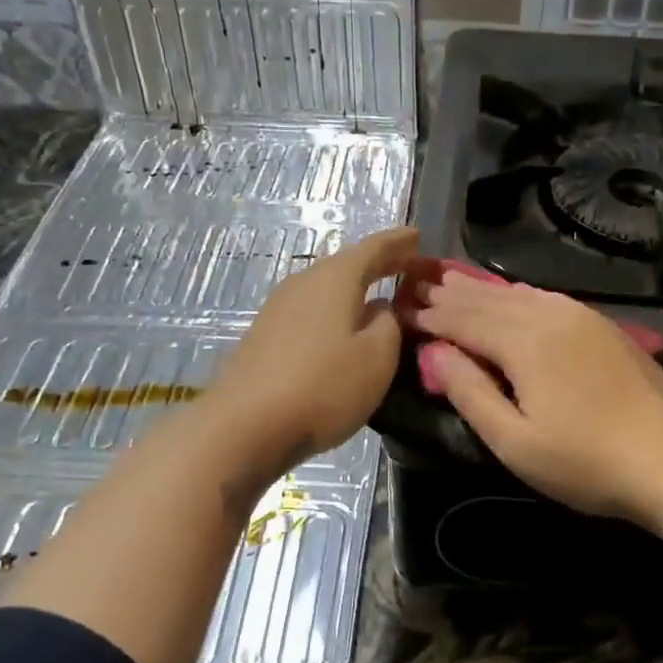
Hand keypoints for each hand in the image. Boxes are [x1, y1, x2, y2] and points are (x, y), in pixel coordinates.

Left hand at [208, 227, 419, 480]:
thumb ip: (389, 325)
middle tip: (405, 264)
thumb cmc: (323, 386)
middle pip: (346, 265)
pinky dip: (335, 310)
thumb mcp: (377, 357)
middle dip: (378, 264)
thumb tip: (381, 309)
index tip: (418, 237)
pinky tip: (342, 327)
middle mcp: (304, 282)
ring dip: (354, 288)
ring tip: (378, 294)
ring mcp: (279, 308)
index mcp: (336, 278)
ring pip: (326, 288)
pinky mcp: (266, 335)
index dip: (399, 243)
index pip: (374, 248)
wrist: (245, 425)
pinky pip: (311, 310)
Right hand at [409, 270, 662, 530]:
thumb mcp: (515, 442)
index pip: (462, 319)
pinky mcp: (603, 326)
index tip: (400, 309)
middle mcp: (549, 315)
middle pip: (487, 299)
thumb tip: (433, 350)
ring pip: (518, 294)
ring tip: (451, 281)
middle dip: (449, 294)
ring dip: (481, 290)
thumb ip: (469, 392)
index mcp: (523, 342)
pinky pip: (546, 298)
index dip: (429, 315)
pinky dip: (516, 295)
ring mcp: (581, 317)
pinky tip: (512, 295)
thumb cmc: (586, 463)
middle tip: (416, 284)